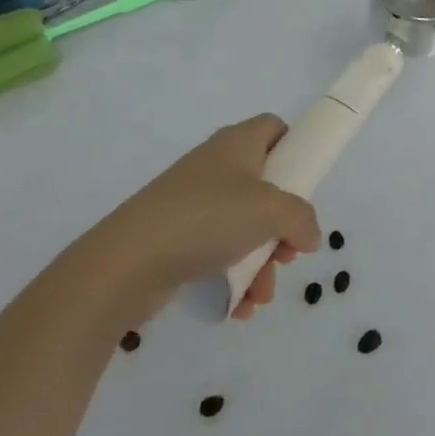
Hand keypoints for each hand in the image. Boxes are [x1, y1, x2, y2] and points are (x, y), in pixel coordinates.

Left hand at [94, 114, 321, 321]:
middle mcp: (216, 166)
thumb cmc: (207, 218)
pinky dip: (233, 278)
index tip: (305, 183)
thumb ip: (302, 218)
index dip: (294, 149)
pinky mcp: (175, 239)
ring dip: (261, 261)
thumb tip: (310, 234)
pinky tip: (239, 307)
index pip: (274, 128)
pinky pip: (217, 252)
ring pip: (243, 226)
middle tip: (289, 251)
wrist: (124, 264)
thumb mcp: (271, 211)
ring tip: (262, 294)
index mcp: (238, 143)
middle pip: (264, 186)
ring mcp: (192, 203)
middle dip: (282, 225)